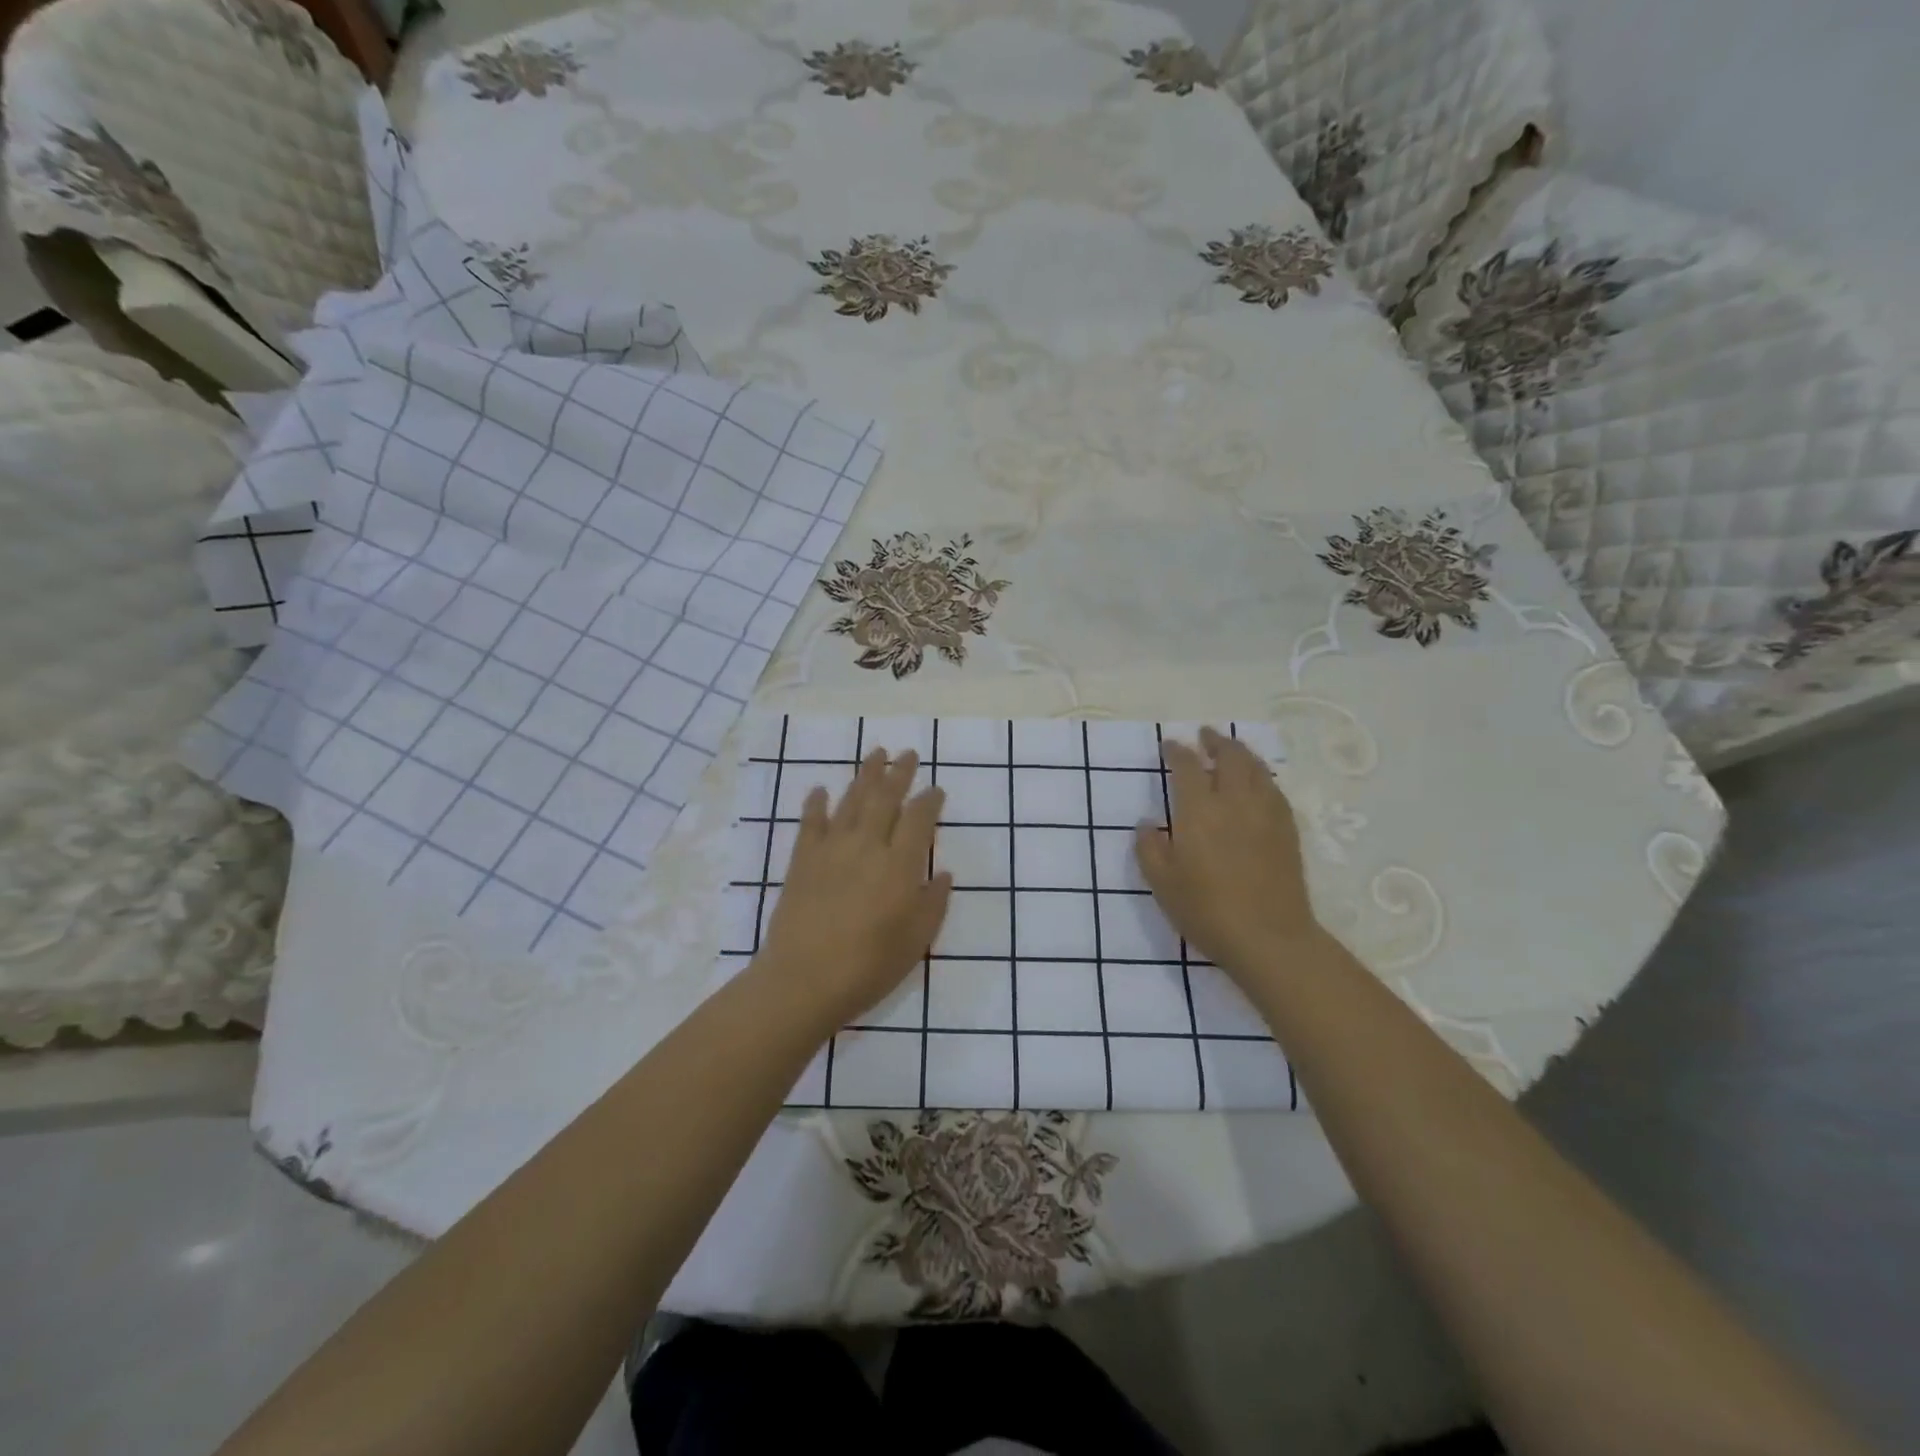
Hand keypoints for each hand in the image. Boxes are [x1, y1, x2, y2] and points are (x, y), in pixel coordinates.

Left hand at [755, 747, 951, 1029]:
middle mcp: (867, 846)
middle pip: (885, 798)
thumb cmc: (869, 966)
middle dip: (899, 773)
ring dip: (865, 775)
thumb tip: (942, 874)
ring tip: (875, 753)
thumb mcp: (916, 941)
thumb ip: (933, 903)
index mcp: (900, 865)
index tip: (935, 788)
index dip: (929, 800)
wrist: (804, 980)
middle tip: (907, 753)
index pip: (918, 819)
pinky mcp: (802, 860)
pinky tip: (820, 789)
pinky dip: (816, 803)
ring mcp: (832, 849)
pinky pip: (811, 822)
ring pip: (851, 801)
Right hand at [1135, 726, 1324, 983]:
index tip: (1169, 745)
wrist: (1269, 938)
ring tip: (1231, 750)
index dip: (1177, 751)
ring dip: (1241, 753)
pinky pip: (1274, 789)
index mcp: (1199, 811)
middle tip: (1205, 735)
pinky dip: (1262, 776)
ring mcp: (1266, 814)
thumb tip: (1147, 823)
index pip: (1187, 767)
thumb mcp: (1162, 884)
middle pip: (1229, 757)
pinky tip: (1258, 783)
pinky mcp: (1287, 830)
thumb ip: (1149, 849)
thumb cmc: (1207, 911)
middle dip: (1216, 741)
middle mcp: (1234, 802)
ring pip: (1256, 768)